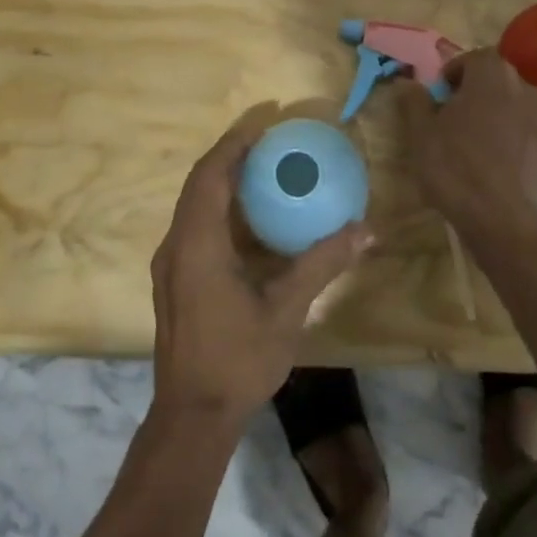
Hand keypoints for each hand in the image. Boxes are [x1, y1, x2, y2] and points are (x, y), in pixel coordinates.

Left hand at [151, 121, 373, 426]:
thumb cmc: (238, 360)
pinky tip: (252, 218)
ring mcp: (171, 264)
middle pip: (199, 183)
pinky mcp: (175, 280)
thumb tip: (365, 230)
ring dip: (224, 180)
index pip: (210, 175)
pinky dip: (221, 208)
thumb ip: (322, 264)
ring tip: (263, 167)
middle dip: (231, 154)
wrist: (192, 416)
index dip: (234, 142)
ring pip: (194, 205)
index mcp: (197, 245)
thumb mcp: (286, 310)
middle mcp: (176, 246)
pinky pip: (195, 226)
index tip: (264, 119)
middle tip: (270, 137)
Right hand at [402, 50, 536, 228]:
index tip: (438, 94)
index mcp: (491, 74)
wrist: (501, 217)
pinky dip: (508, 136)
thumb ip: (414, 102)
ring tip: (471, 137)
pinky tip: (491, 160)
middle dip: (474, 90)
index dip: (453, 73)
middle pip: (496, 78)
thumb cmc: (454, 165)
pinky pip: (523, 130)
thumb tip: (406, 83)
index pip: (472, 58)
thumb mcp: (421, 132)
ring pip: (512, 103)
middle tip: (451, 114)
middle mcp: (522, 87)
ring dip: (493, 112)